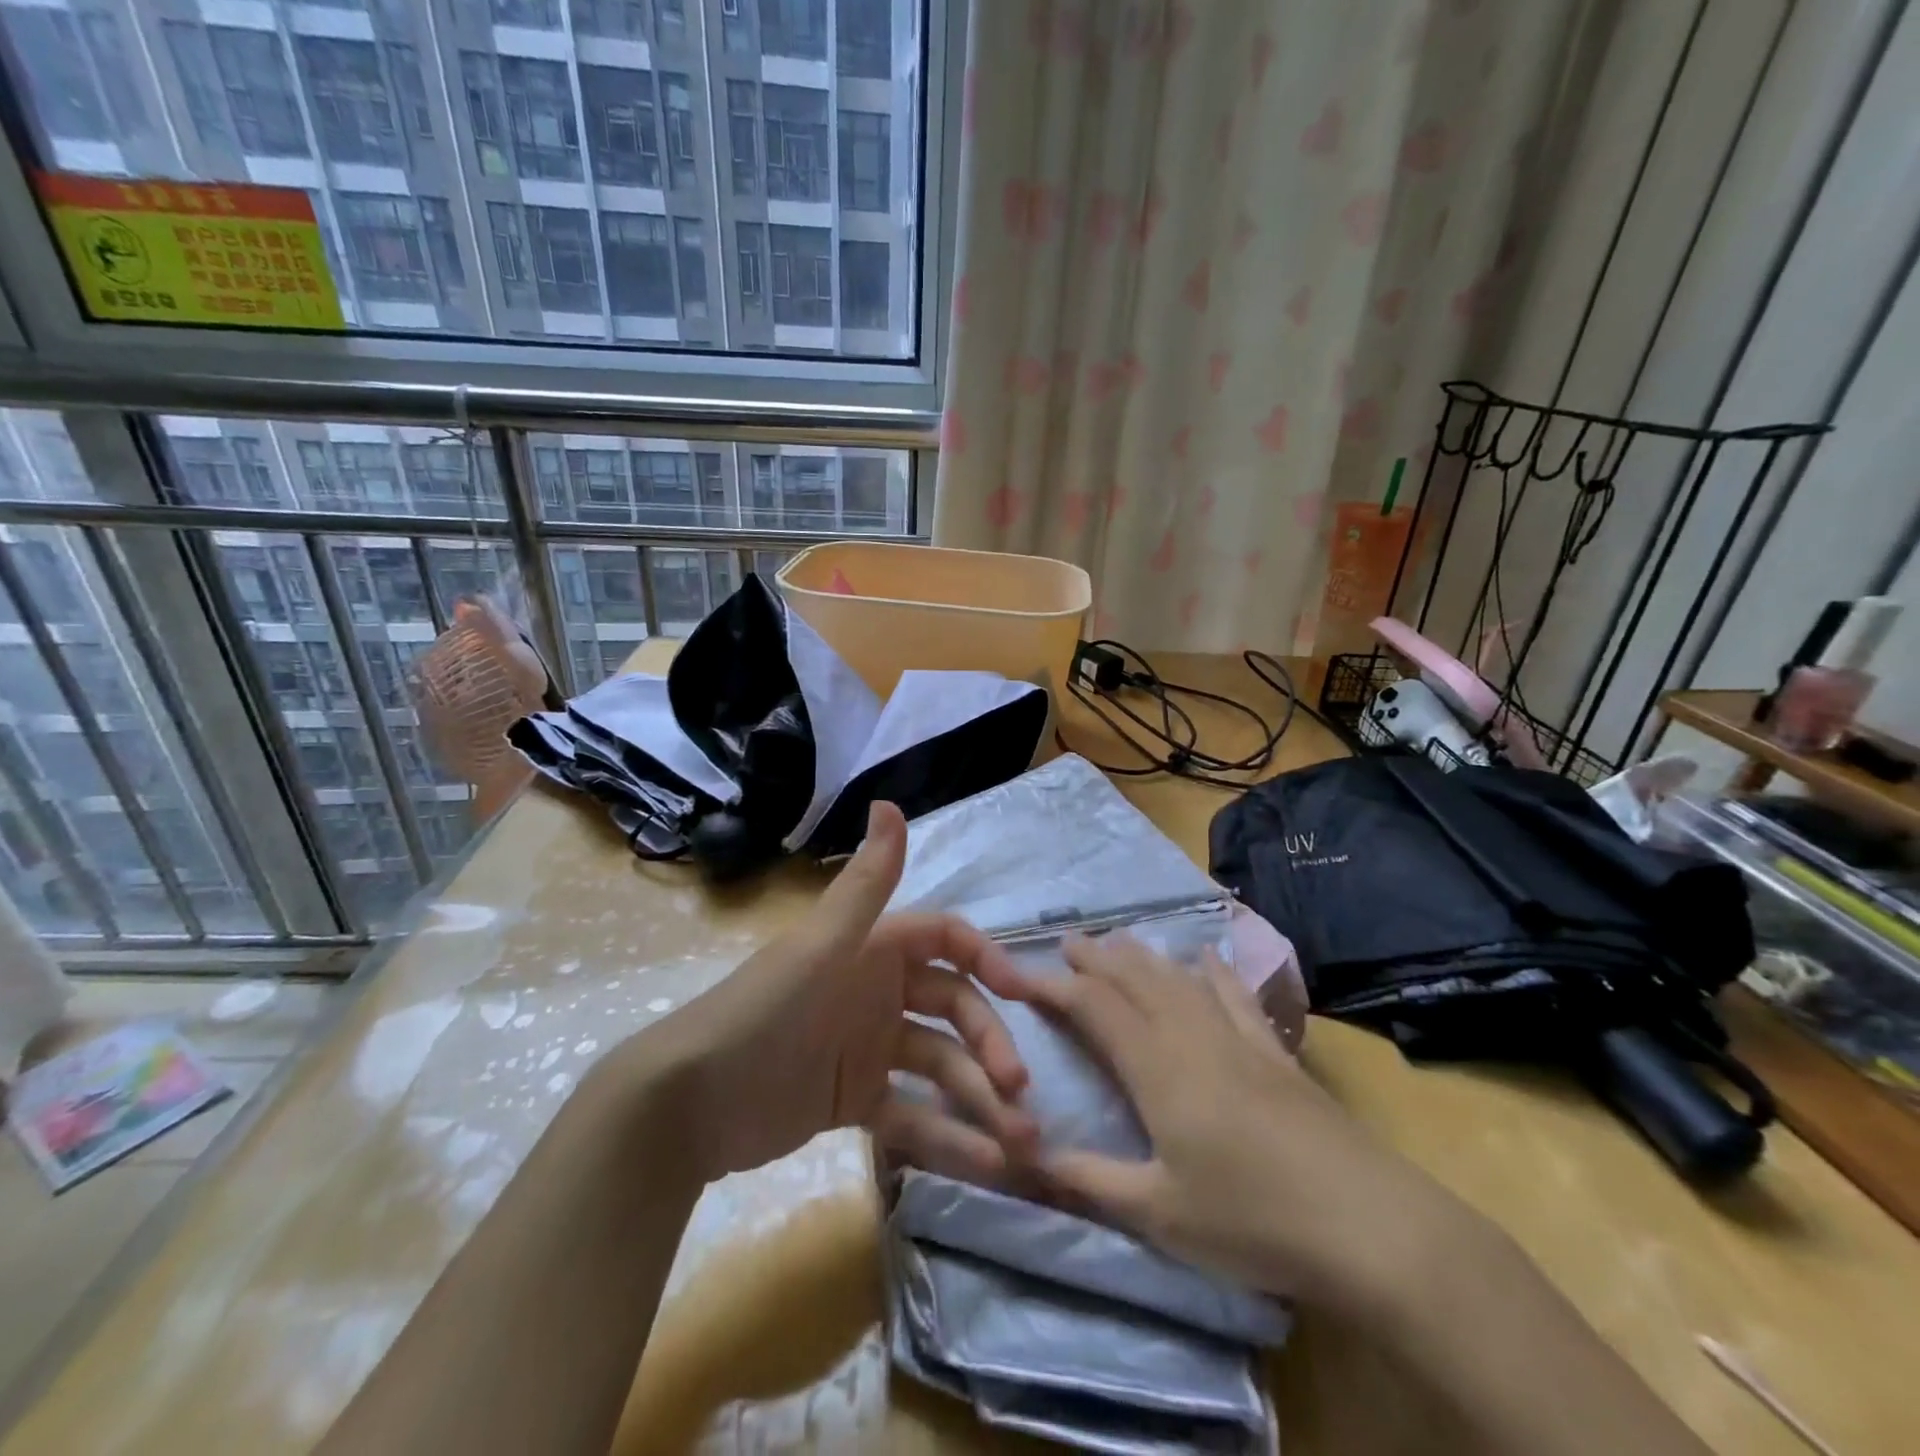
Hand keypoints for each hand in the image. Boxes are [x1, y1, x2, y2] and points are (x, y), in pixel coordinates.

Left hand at [621, 801, 1038, 1185]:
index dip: (987, 959)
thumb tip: (889, 802)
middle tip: (1020, 1092)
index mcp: (873, 949)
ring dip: (982, 1101)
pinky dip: (948, 1138)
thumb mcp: (820, 947)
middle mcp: (878, 992)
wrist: (688, 1105)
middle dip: (990, 1044)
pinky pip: (914, 1115)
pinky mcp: (858, 1101)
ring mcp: (870, 1049)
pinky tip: (986, 1164)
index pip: (946, 940)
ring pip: (942, 1067)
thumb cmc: (763, 1014)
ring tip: (1022, 1145)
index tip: (1022, 994)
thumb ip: (864, 884)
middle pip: (954, 1009)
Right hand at [1023, 933, 1464, 1313]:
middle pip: (1135, 979)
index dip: (1054, 986)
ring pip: (1179, 979)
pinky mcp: (1275, 1053)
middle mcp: (1191, 1035)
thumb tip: (1027, 1158)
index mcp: (1155, 1066)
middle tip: (1068, 942)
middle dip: (1096, 958)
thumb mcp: (1158, 1213)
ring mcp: (1238, 1038)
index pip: (1093, 1007)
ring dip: (1144, 957)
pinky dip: (1216, 971)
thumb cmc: (1251, 1220)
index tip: (1021, 977)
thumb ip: (1090, 1180)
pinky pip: (1236, 997)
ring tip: (1118, 941)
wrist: (1368, 1223)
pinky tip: (1208, 956)